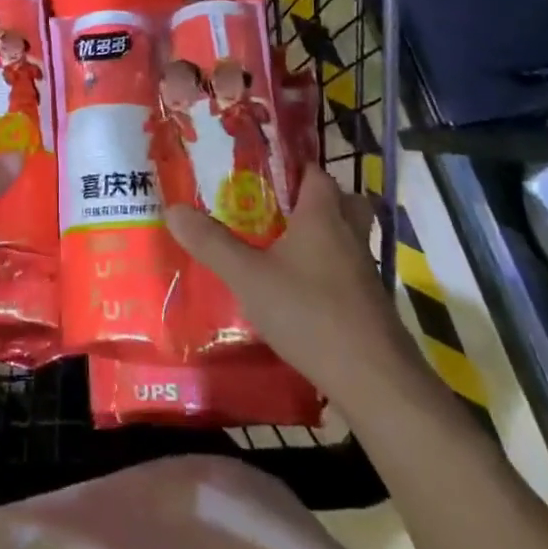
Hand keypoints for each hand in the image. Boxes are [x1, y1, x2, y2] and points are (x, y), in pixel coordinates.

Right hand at [165, 166, 416, 398]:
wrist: (374, 380)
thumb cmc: (309, 312)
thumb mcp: (248, 276)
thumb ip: (211, 243)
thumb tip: (173, 208)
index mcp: (322, 216)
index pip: (315, 173)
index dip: (294, 168)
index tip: (265, 172)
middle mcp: (350, 235)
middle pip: (344, 201)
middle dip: (318, 200)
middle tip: (282, 209)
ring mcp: (365, 272)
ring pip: (350, 238)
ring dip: (327, 237)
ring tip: (288, 249)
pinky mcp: (372, 306)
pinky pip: (351, 274)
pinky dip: (332, 274)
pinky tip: (303, 293)